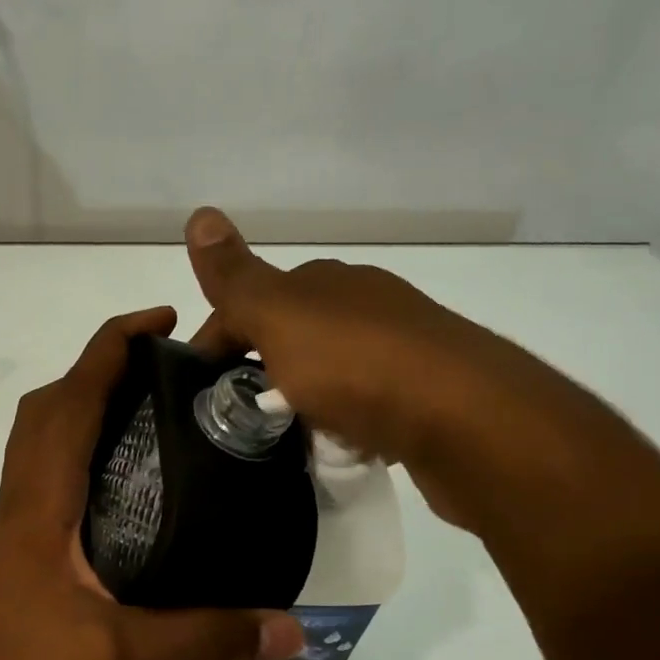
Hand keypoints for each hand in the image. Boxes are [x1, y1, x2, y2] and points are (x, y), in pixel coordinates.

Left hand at [0, 306, 304, 659]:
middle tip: (163, 372)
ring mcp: (13, 528)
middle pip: (48, 408)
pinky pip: (44, 479)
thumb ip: (207, 638)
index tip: (160, 322)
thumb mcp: (123, 655)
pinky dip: (79, 457)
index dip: (110, 348)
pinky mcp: (16, 554)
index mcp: (40, 501)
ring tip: (149, 417)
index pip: (70, 399)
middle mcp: (20, 501)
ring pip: (40, 443)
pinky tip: (123, 492)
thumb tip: (291, 629)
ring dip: (83, 409)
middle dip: (99, 369)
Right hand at [183, 207, 604, 531]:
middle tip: (232, 420)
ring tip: (278, 440)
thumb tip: (199, 212)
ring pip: (326, 372)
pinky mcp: (422, 395)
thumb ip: (237, 278)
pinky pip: (361, 405)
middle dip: (256, 373)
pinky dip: (338, 422)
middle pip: (289, 337)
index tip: (195, 392)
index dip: (216, 342)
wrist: (464, 419)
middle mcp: (363, 305)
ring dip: (298, 400)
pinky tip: (334, 447)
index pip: (250, 303)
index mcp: (325, 283)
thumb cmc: (358, 365)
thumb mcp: (281, 317)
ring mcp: (398, 350)